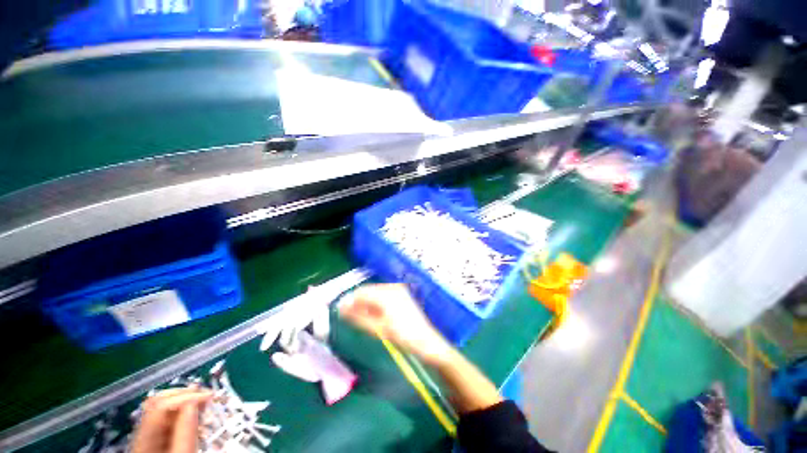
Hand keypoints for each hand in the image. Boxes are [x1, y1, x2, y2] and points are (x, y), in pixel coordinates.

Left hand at [131, 388, 211, 452]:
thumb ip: (186, 432)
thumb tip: (196, 400)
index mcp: (143, 441)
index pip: (160, 406)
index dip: (186, 397)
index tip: (211, 397)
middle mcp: (142, 435)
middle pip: (158, 403)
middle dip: (186, 395)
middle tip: (209, 397)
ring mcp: (147, 438)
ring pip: (164, 409)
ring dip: (187, 404)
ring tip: (206, 407)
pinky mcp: (156, 442)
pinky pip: (168, 420)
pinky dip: (184, 414)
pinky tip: (197, 419)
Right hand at [338, 284, 454, 365]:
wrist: (426, 341)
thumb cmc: (402, 336)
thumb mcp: (378, 329)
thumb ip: (358, 317)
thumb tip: (341, 309)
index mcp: (386, 293)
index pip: (361, 292)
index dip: (349, 301)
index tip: (339, 312)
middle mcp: (392, 287)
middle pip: (368, 291)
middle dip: (357, 302)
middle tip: (348, 317)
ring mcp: (398, 290)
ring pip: (375, 293)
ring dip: (365, 303)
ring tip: (359, 318)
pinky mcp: (401, 295)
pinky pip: (383, 295)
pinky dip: (375, 304)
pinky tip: (373, 315)